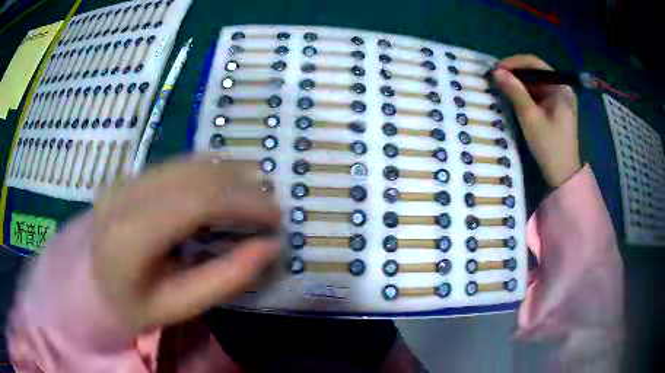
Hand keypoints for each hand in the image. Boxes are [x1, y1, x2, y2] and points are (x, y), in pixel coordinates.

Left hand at [92, 158, 280, 332]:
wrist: (87, 283)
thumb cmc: (130, 305)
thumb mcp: (177, 307)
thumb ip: (224, 279)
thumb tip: (269, 247)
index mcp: (130, 235)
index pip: (196, 201)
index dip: (243, 202)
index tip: (276, 217)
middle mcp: (125, 195)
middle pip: (194, 173)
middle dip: (242, 185)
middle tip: (270, 206)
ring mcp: (125, 179)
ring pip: (187, 161)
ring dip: (228, 173)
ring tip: (253, 195)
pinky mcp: (129, 175)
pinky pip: (176, 164)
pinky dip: (208, 172)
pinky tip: (222, 189)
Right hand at [492, 54, 580, 186]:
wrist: (563, 174)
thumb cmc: (549, 145)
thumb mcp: (530, 117)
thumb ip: (514, 92)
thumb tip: (496, 72)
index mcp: (560, 87)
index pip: (535, 63)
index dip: (514, 63)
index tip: (496, 69)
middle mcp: (562, 89)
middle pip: (536, 72)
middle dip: (515, 73)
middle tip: (496, 78)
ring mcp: (560, 99)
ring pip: (536, 83)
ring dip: (519, 84)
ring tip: (502, 87)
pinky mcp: (556, 109)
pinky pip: (538, 94)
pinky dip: (525, 94)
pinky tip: (514, 98)